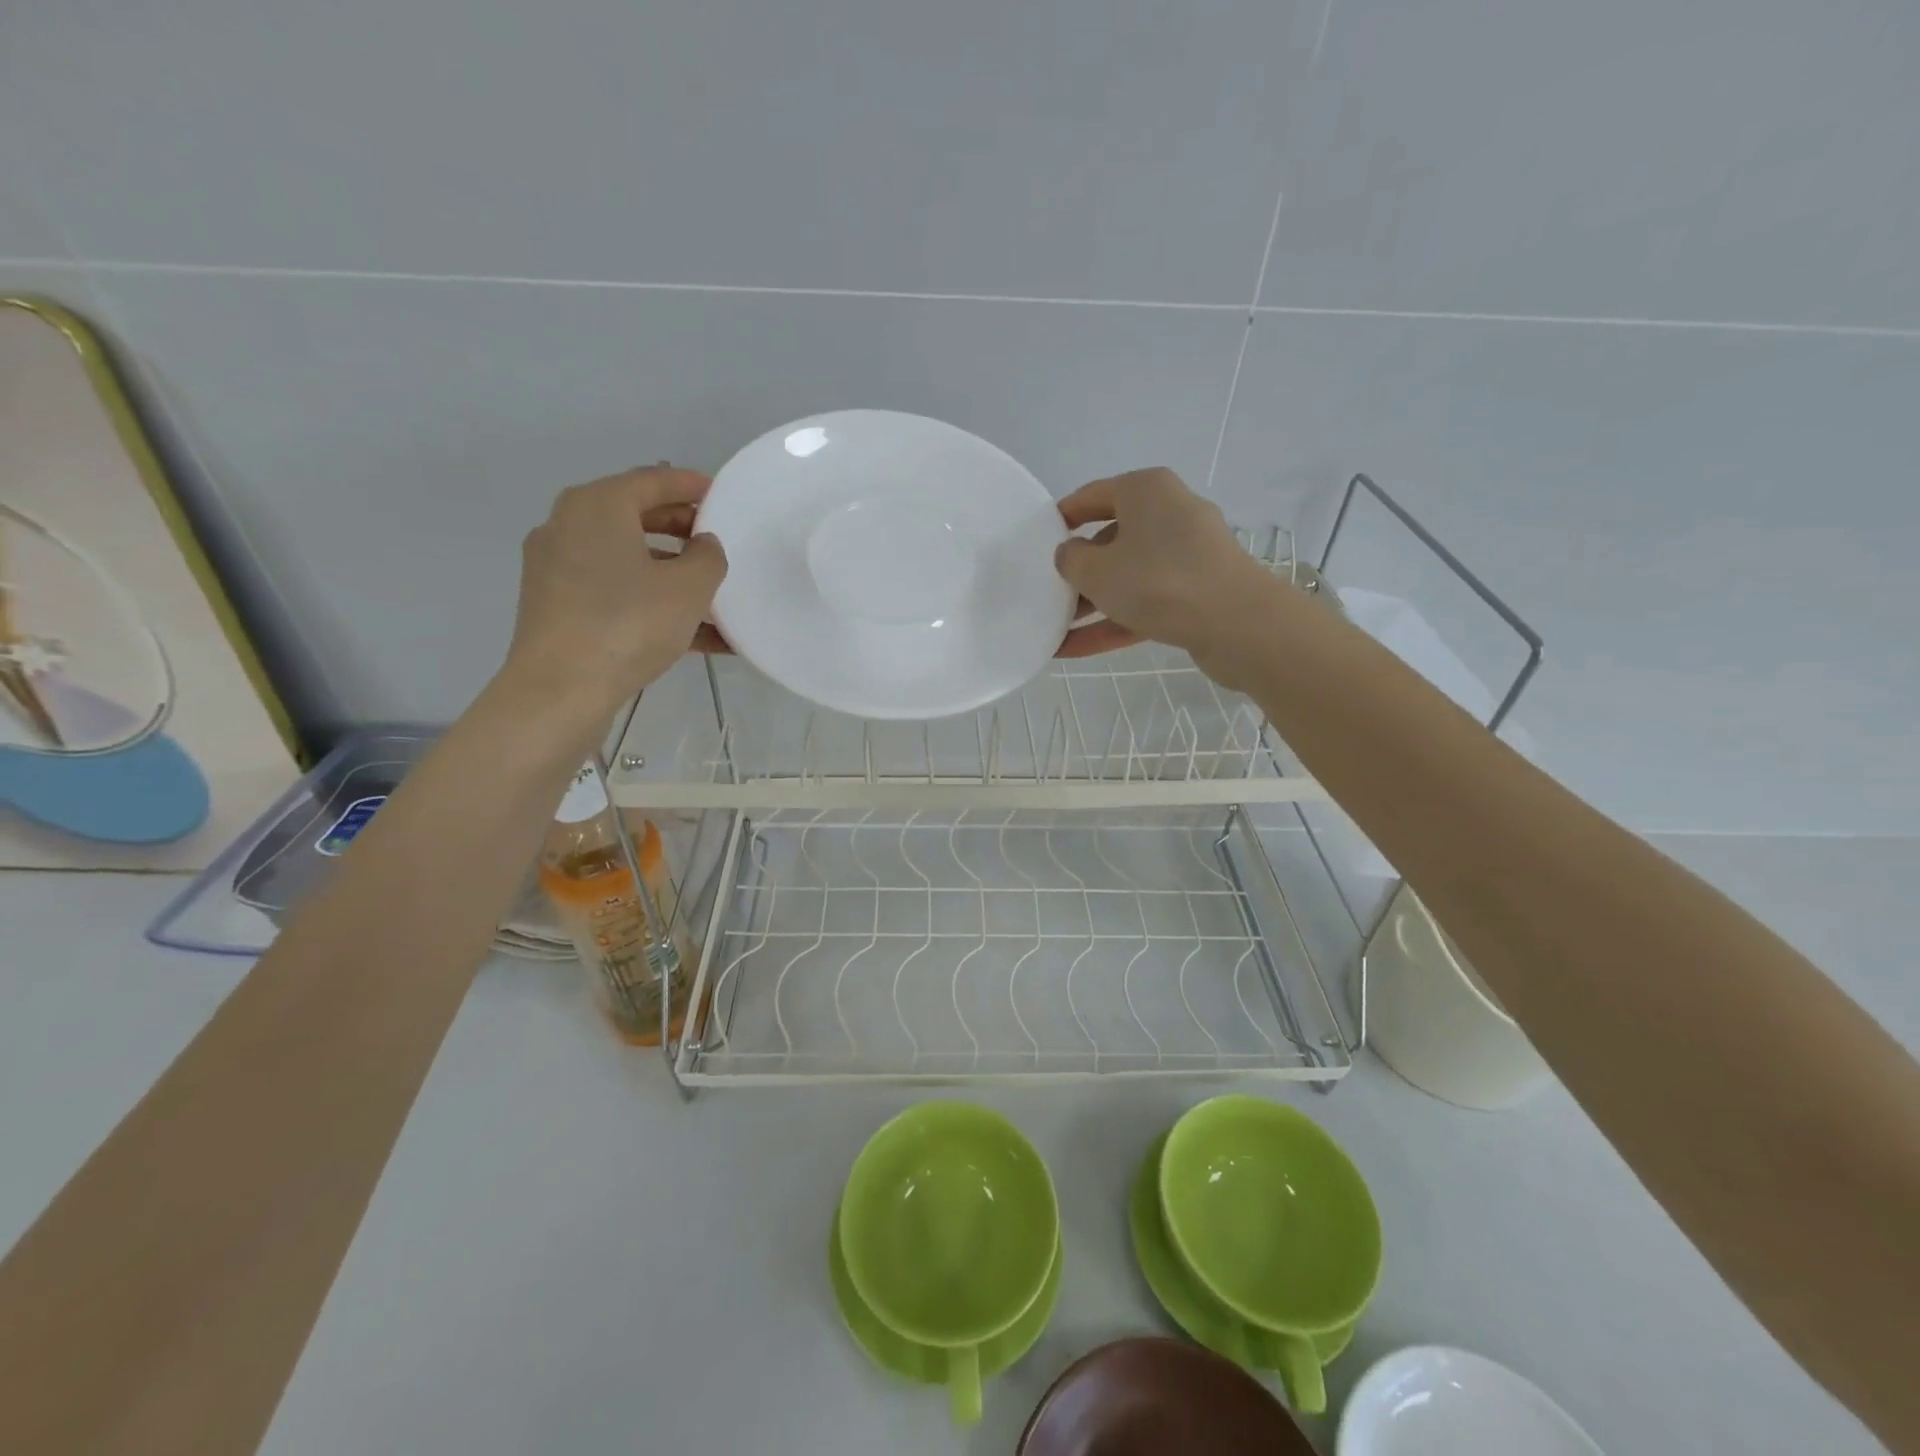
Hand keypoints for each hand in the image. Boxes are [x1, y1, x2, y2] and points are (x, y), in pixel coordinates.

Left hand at [503, 465, 728, 713]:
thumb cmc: (629, 624)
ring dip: (672, 575)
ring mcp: (558, 569)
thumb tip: (703, 545)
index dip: (691, 485)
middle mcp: (569, 527)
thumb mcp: (689, 588)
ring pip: (628, 560)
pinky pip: (615, 593)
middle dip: (682, 530)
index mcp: (597, 506)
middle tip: (718, 543)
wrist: (561, 689)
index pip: (652, 480)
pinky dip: (651, 603)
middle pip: (636, 517)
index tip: (721, 495)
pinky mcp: (558, 606)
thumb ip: (707, 557)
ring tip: (714, 599)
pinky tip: (695, 636)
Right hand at [1054, 468, 1274, 670]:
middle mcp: (1170, 514)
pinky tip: (1075, 649)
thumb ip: (1071, 559)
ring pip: (1128, 576)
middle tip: (1047, 590)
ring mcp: (1187, 556)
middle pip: (1112, 538)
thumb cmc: (1158, 581)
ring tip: (1054, 628)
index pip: (1093, 495)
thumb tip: (1071, 554)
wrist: (1237, 624)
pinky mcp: (1197, 593)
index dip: (1062, 517)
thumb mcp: (1096, 570)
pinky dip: (1113, 622)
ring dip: (1092, 602)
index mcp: (1147, 490)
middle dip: (1079, 569)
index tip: (1038, 539)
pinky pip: (1145, 603)